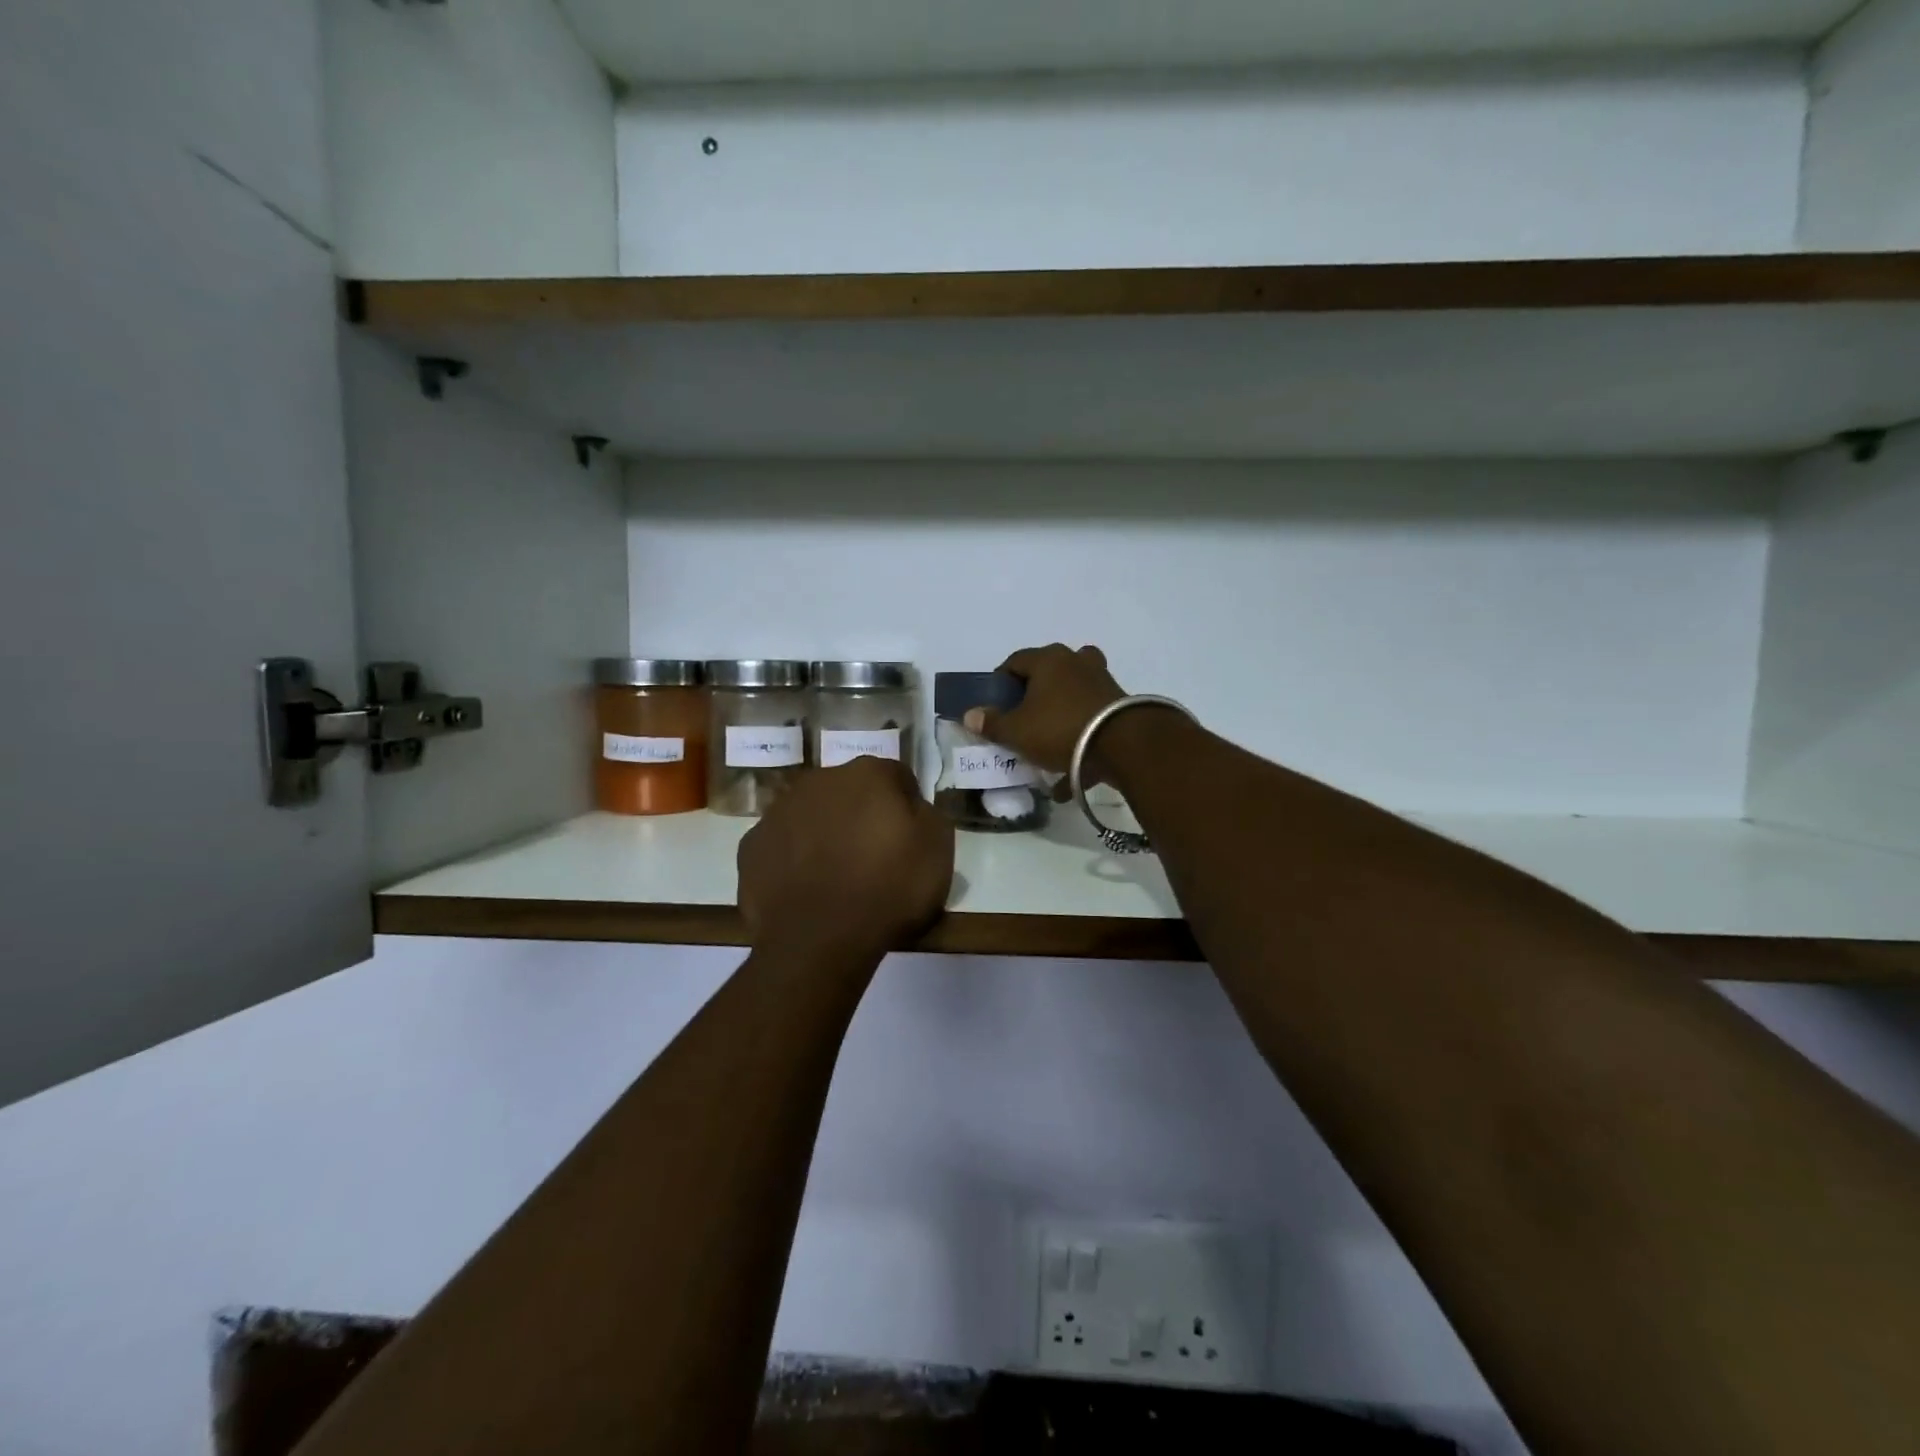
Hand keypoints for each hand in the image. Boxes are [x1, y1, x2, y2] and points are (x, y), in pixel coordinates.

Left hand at [737, 756, 954, 959]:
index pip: (896, 777)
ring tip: (837, 877)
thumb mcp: (938, 850)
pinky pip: (782, 846)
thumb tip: (911, 808)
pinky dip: (793, 860)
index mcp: (868, 774)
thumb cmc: (888, 889)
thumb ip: (927, 815)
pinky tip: (806, 890)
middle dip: (861, 815)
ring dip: (825, 834)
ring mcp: (779, 811)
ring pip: (811, 815)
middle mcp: (820, 780)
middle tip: (874, 857)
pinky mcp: (751, 846)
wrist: (818, 940)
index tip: (911, 838)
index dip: (907, 807)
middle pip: (849, 792)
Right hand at [963, 643, 1126, 775]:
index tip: (994, 705)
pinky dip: (1079, 743)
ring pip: (1072, 697)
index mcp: (1048, 660)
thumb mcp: (1017, 731)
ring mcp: (1102, 683)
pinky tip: (1068, 776)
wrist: (1123, 746)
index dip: (1000, 682)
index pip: (1015, 661)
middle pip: (1047, 675)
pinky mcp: (1120, 707)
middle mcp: (1076, 662)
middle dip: (1032, 697)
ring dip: (1057, 718)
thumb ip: (992, 723)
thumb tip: (970, 714)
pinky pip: (1091, 722)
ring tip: (1045, 745)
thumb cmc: (1060, 729)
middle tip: (1021, 721)